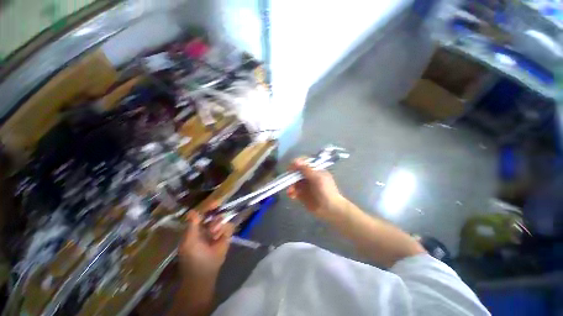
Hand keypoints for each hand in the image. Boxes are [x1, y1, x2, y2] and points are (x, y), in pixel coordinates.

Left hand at [178, 211, 233, 280]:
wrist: (205, 273)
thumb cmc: (193, 258)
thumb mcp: (189, 242)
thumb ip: (192, 226)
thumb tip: (193, 211)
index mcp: (196, 228)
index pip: (203, 213)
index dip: (208, 207)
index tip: (215, 203)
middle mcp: (207, 227)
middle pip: (214, 214)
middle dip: (214, 219)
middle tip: (212, 228)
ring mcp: (218, 231)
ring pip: (222, 219)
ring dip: (218, 226)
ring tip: (214, 236)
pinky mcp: (226, 236)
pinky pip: (229, 226)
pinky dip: (225, 231)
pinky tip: (221, 238)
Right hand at [286, 157, 346, 218]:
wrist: (330, 208)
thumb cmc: (326, 191)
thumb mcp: (317, 178)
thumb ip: (306, 170)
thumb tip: (296, 161)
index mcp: (314, 170)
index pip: (303, 163)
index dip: (296, 164)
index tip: (290, 168)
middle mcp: (308, 176)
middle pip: (296, 172)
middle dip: (291, 176)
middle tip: (288, 180)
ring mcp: (305, 185)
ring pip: (293, 182)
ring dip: (290, 185)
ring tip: (290, 191)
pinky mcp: (301, 194)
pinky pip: (293, 191)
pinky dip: (291, 192)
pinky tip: (292, 195)